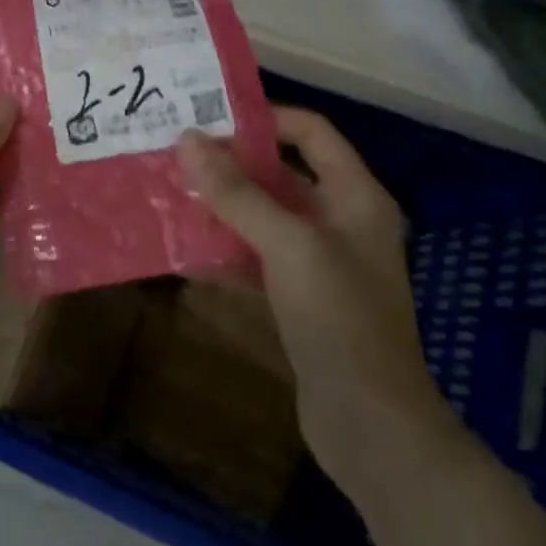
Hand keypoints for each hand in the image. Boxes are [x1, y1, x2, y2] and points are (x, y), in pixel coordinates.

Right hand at [178, 109, 455, 481]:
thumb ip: (238, 192)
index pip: (310, 131)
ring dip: (225, 204)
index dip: (264, 118)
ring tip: (173, 190)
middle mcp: (341, 220)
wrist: (371, 427)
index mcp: (355, 195)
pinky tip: (188, 245)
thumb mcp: (288, 245)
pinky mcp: (302, 297)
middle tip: (179, 152)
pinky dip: (228, 246)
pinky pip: (260, 254)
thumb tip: (188, 140)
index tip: (209, 118)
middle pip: (283, 172)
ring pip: (267, 215)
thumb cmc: (339, 318)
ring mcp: (322, 261)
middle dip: (233, 162)